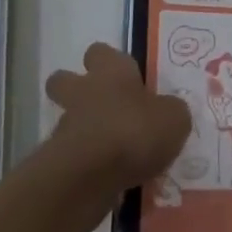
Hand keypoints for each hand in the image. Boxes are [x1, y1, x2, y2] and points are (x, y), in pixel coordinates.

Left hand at [44, 44, 190, 217]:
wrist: (89, 176)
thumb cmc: (134, 131)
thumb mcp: (174, 119)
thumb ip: (171, 111)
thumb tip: (169, 112)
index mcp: (111, 71)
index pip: (100, 52)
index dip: (108, 62)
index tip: (125, 77)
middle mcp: (83, 91)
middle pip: (63, 79)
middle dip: (76, 89)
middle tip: (102, 107)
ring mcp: (65, 125)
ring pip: (67, 119)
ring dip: (83, 131)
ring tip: (112, 153)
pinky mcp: (57, 160)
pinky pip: (71, 156)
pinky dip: (84, 165)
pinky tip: (107, 179)